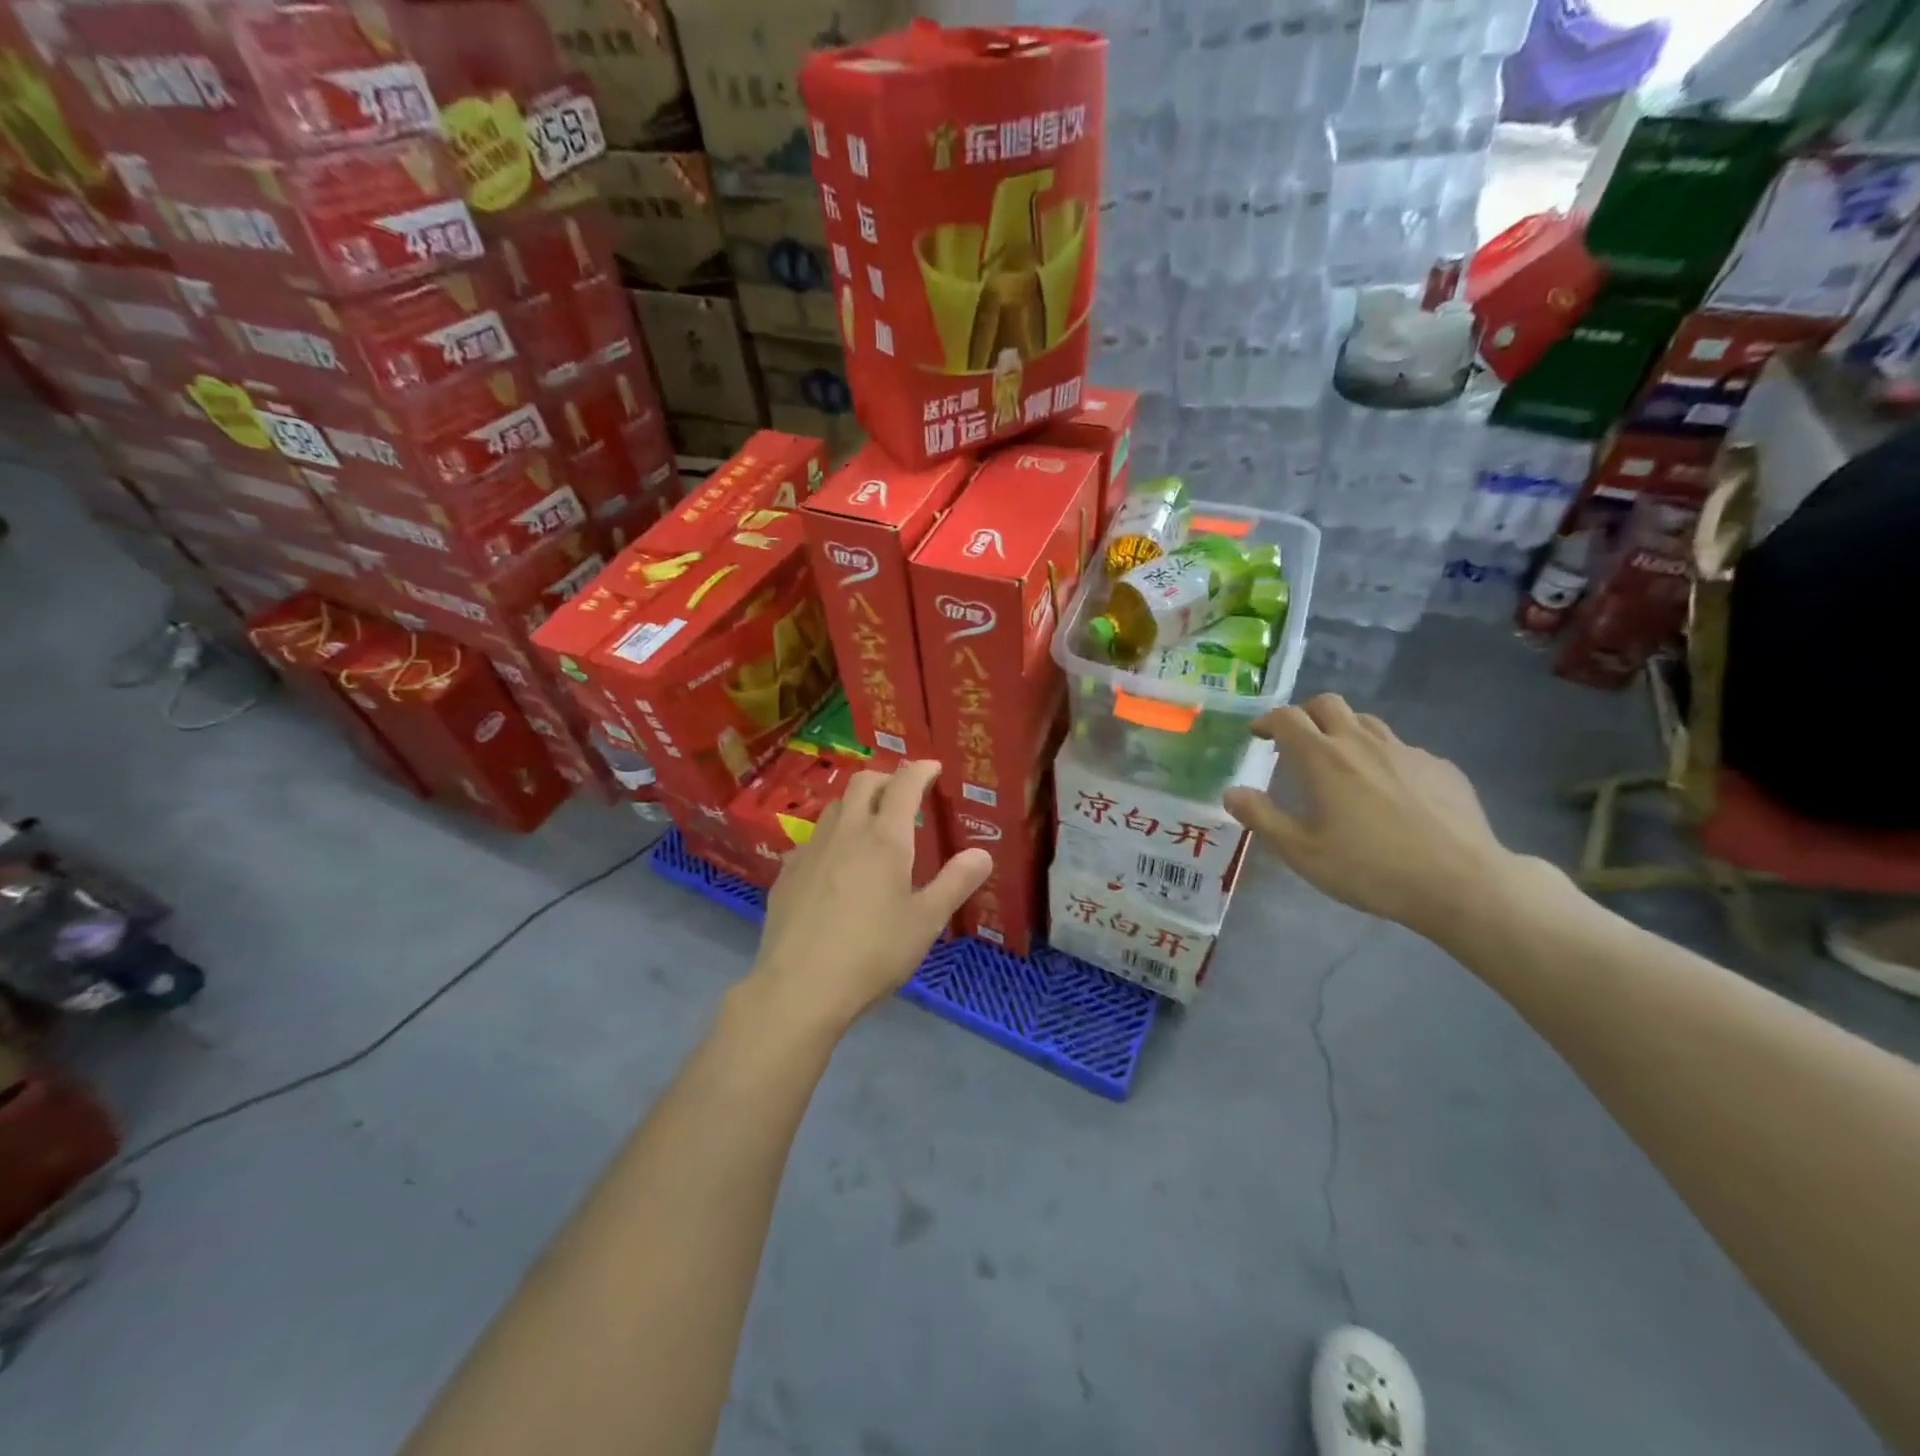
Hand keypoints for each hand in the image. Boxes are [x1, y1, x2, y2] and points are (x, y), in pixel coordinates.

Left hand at [747, 760, 992, 1034]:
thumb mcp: (926, 922)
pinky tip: (835, 863)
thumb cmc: (873, 953)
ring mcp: (811, 849)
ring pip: (836, 806)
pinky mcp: (787, 872)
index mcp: (885, 838)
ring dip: (857, 802)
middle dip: (887, 778)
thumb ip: (956, 883)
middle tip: (903, 793)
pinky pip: (813, 837)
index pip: (905, 784)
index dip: (921, 770)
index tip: (932, 767)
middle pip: (864, 782)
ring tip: (870, 823)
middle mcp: (846, 831)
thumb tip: (983, 854)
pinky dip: (832, 834)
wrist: (799, 986)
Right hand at [1222, 695, 1514, 941]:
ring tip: (1340, 763)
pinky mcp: (1440, 767)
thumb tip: (1231, 792)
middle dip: (1305, 714)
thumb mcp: (1302, 852)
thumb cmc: (1370, 868)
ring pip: (1367, 722)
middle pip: (1328, 704)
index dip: (1267, 720)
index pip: (1287, 717)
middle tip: (1296, 742)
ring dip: (1343, 731)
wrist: (1462, 883)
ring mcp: (1407, 751)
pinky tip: (1388, 792)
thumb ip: (1262, 818)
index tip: (1258, 735)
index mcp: (1324, 758)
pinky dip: (1382, 757)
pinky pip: (1402, 749)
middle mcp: (1362, 743)